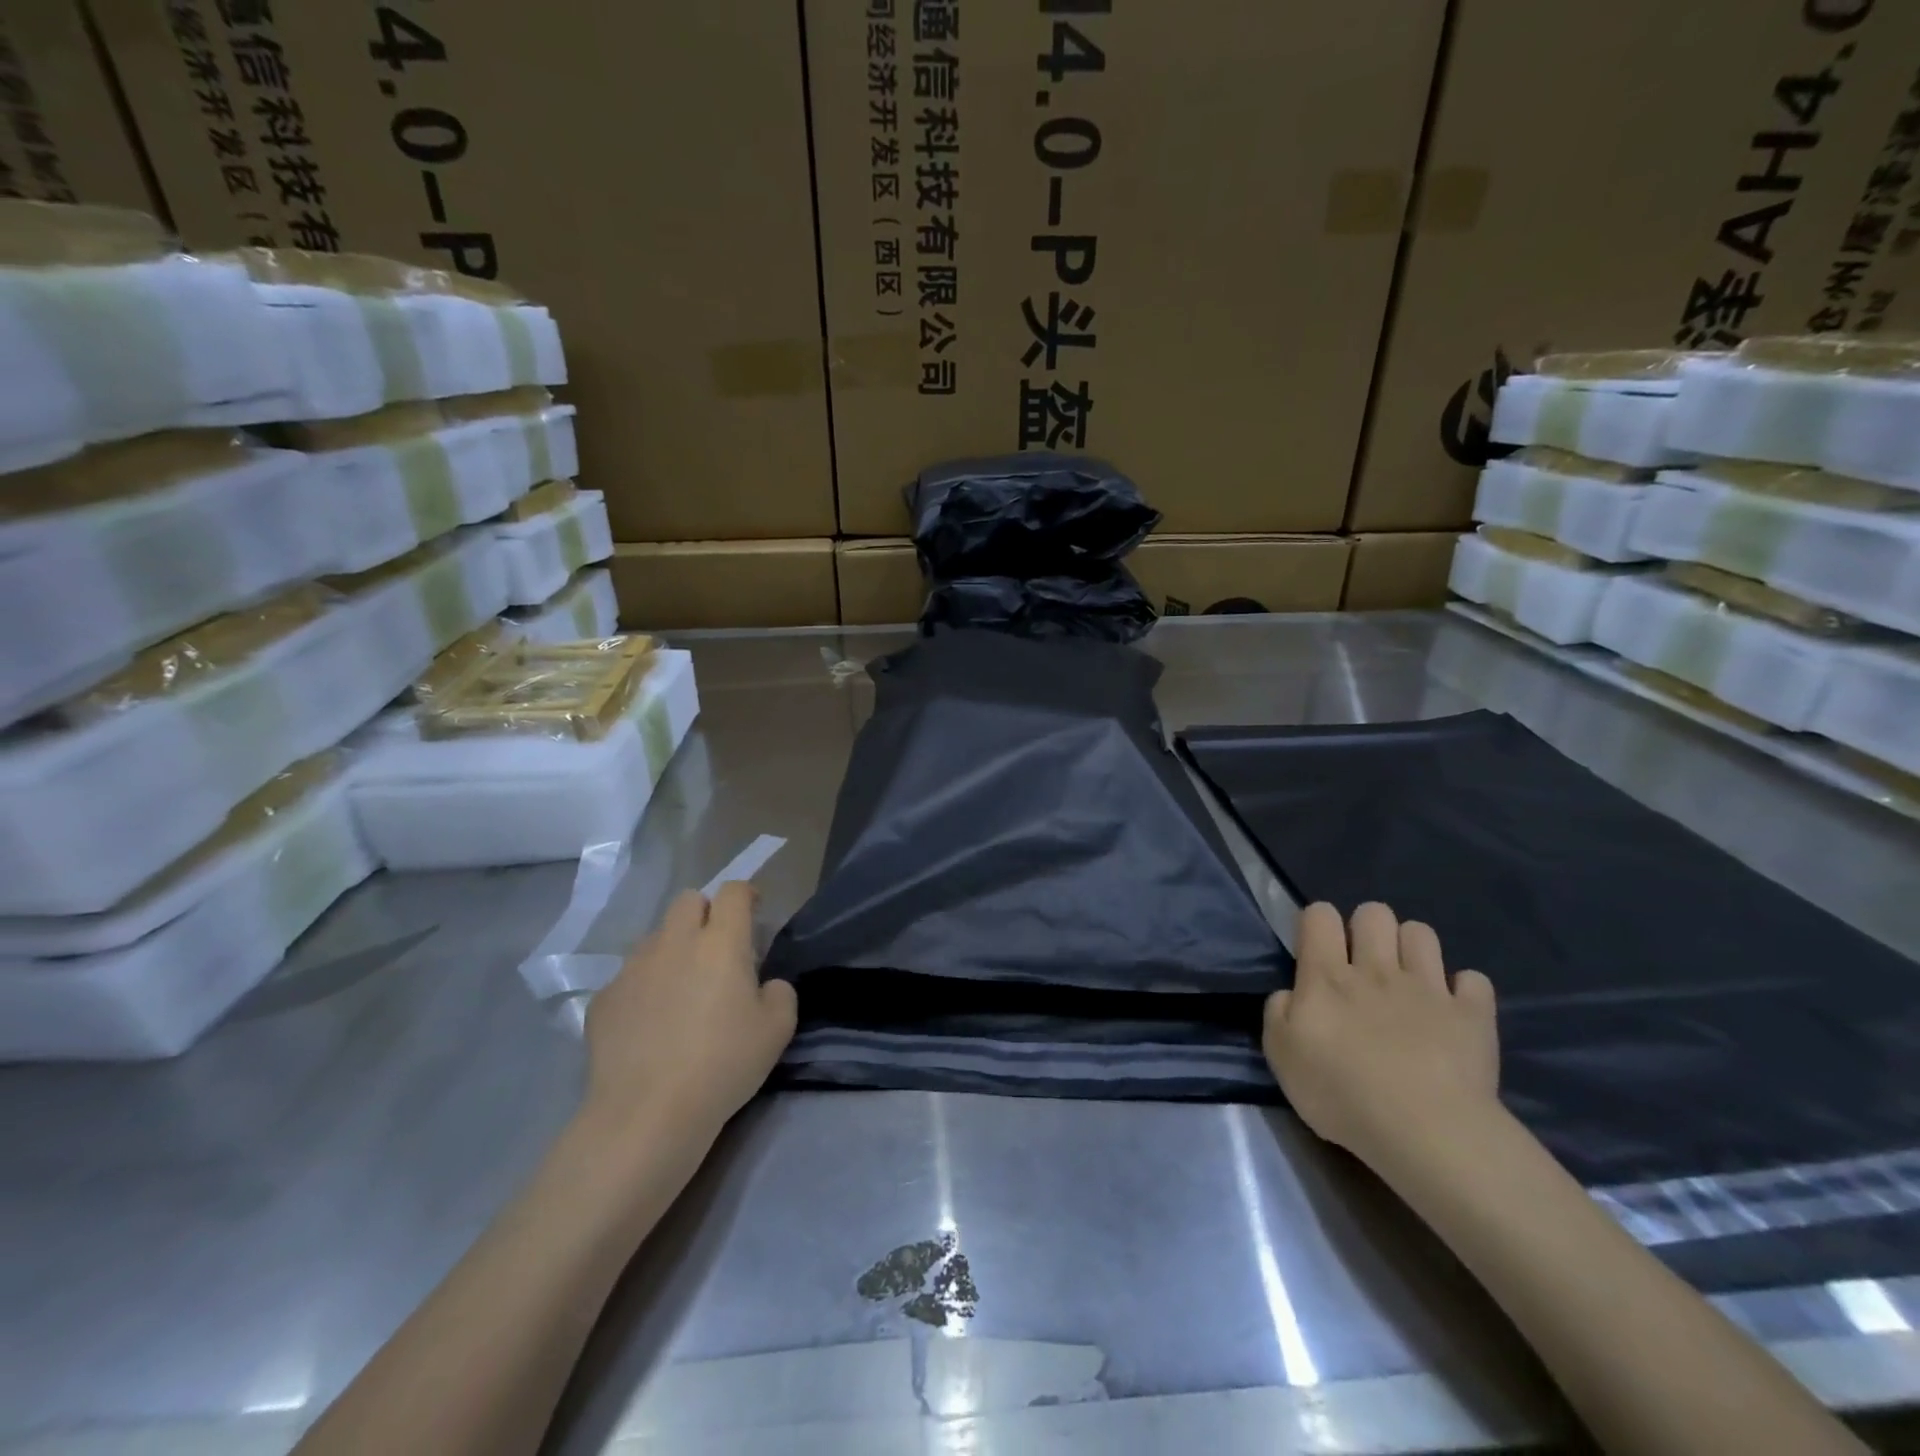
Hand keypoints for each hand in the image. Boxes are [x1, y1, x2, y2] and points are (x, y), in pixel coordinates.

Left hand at [581, 883, 797, 1146]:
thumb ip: (780, 993)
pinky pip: (628, 977)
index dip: (746, 895)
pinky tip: (649, 1025)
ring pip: (656, 938)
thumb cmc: (722, 1065)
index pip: (733, 892)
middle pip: (688, 901)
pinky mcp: (604, 998)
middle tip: (716, 950)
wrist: (646, 1114)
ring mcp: (633, 968)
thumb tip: (765, 984)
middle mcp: (674, 942)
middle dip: (705, 914)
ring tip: (680, 992)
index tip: (754, 913)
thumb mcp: (777, 1030)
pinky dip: (643, 988)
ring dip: (673, 950)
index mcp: (721, 942)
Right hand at [1263, 902, 1498, 1169]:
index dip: (1317, 923)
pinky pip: (1474, 981)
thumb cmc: (1341, 1093)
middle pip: (1373, 913)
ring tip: (1409, 978)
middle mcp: (1376, 969)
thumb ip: (1278, 1012)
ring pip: (1421, 933)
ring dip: (1412, 948)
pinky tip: (1455, 1010)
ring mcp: (1428, 988)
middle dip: (1367, 927)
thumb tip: (1291, 994)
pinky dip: (1464, 990)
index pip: (1319, 915)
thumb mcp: (1281, 1055)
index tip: (1317, 950)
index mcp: (1326, 976)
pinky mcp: (1472, 1015)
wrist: (1425, 1131)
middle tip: (1364, 962)